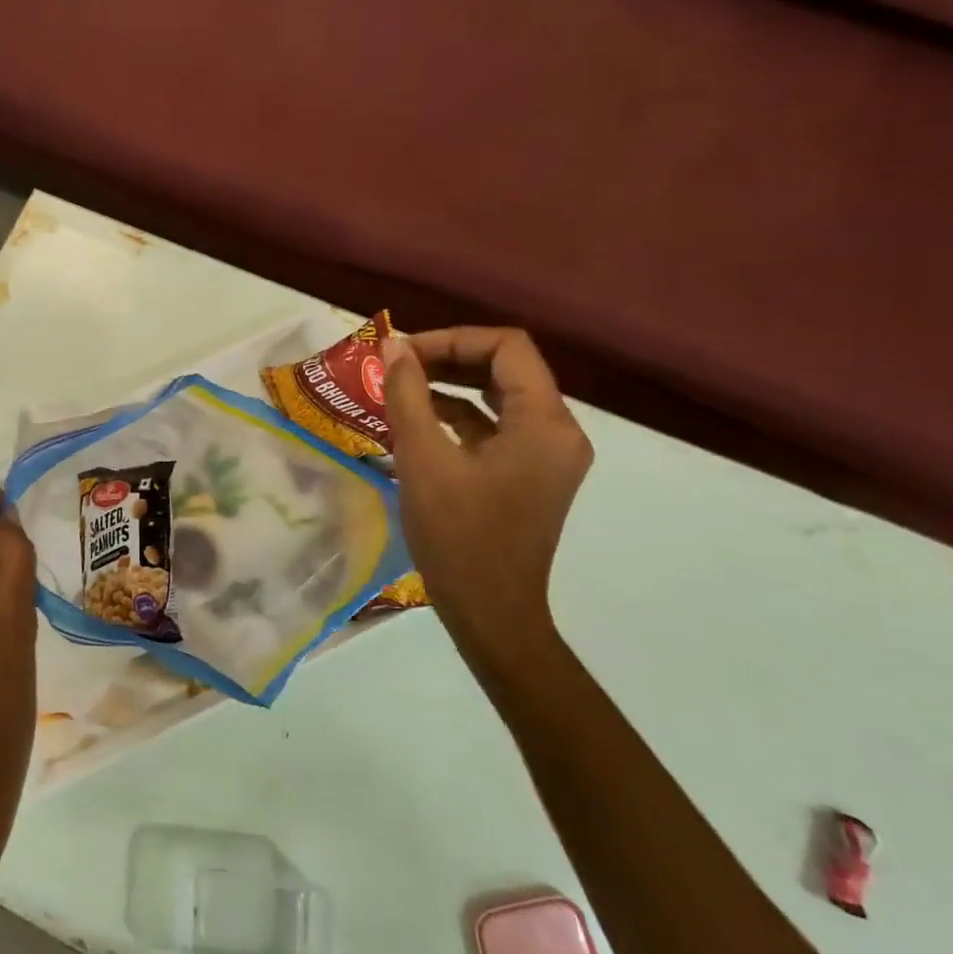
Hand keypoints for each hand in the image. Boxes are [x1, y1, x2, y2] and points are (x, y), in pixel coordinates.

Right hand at [379, 327, 592, 668]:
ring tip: (400, 386)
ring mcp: (547, 455)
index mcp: (544, 423)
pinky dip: (460, 416)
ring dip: (452, 385)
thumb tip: (394, 346)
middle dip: (449, 358)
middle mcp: (558, 431)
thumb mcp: (423, 460)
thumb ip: (407, 396)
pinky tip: (418, 420)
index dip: (451, 339)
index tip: (403, 353)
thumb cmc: (458, 536)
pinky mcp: (531, 475)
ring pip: (500, 397)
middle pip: (506, 368)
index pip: (507, 348)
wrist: (491, 613)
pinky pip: (497, 427)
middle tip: (397, 365)